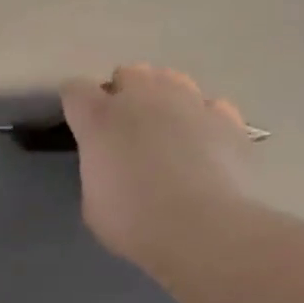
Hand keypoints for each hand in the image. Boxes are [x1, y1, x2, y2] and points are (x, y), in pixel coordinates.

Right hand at [61, 64, 252, 267]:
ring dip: (163, 98)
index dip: (77, 106)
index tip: (81, 125)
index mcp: (100, 118)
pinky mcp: (227, 118)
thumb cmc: (135, 222)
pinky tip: (204, 144)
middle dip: (124, 94)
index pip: (76, 90)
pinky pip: (209, 106)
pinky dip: (203, 120)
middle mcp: (143, 98)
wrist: (203, 229)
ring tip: (167, 130)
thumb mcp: (94, 203)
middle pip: (128, 74)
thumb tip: (111, 166)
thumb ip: (98, 170)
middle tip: (127, 130)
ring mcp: (189, 102)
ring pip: (171, 79)